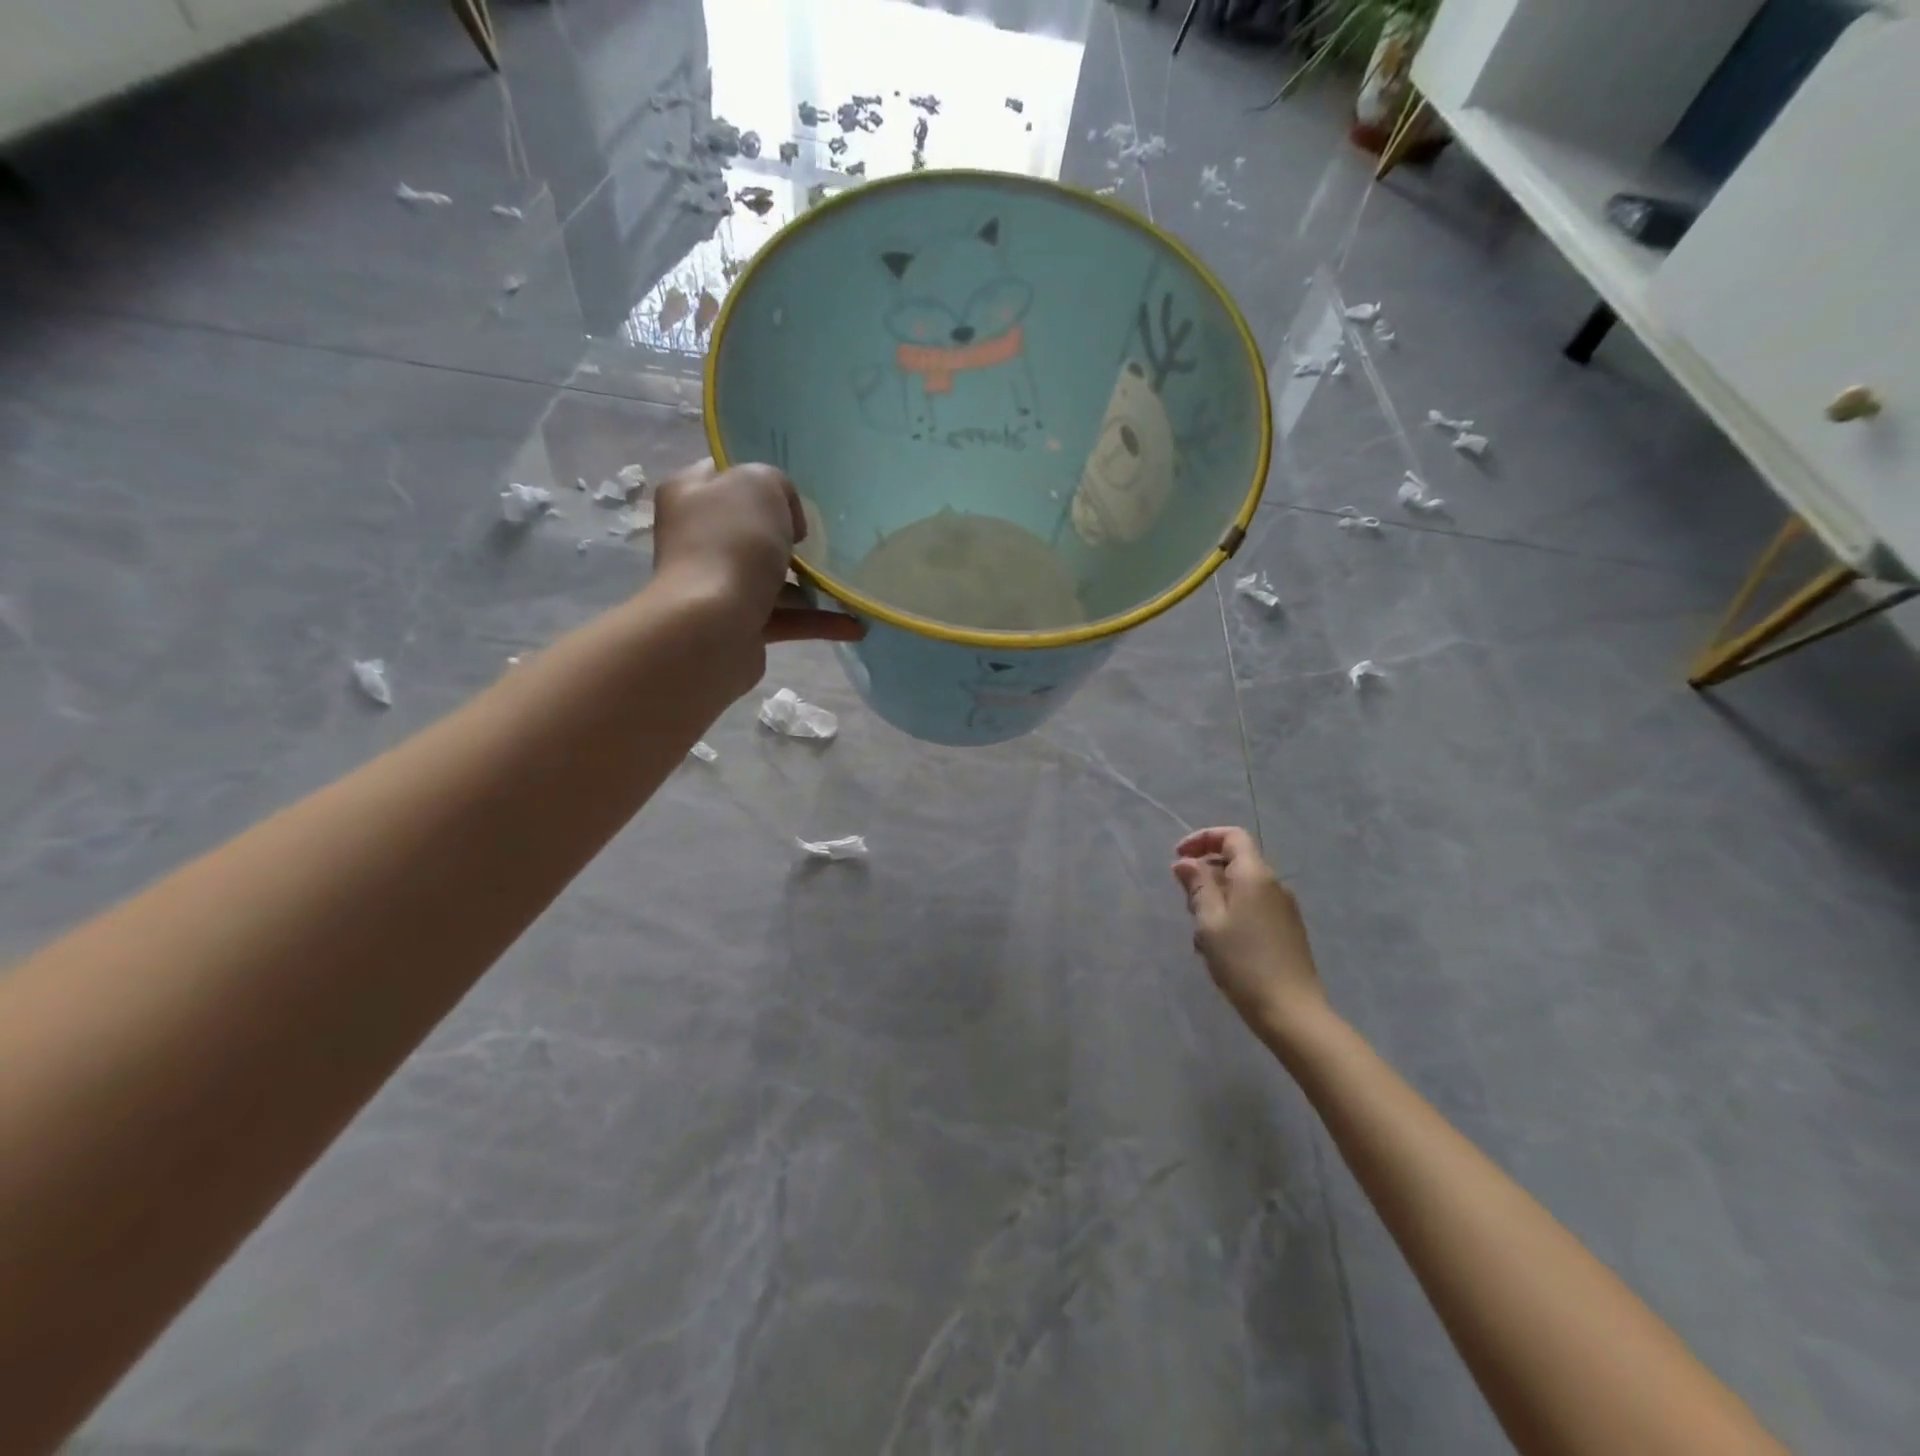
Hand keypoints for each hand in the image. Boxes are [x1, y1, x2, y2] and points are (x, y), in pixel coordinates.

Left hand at [652, 459, 864, 646]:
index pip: (726, 475)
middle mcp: (698, 538)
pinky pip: (785, 619)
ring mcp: (716, 585)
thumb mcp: (761, 485)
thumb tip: (787, 524)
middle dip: (790, 537)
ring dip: (812, 585)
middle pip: (751, 530)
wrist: (711, 626)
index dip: (761, 480)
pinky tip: (854, 626)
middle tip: (826, 539)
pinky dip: (818, 621)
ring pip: (771, 579)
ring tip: (851, 586)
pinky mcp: (737, 625)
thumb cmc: (732, 543)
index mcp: (691, 494)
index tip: (796, 496)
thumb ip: (778, 486)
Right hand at [1171, 827, 1324, 1035]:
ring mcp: (1284, 908)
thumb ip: (1197, 886)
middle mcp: (1274, 884)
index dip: (1203, 839)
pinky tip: (1220, 946)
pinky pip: (1253, 907)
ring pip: (1242, 887)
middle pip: (1236, 861)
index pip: (1232, 836)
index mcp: (1254, 875)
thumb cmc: (1243, 962)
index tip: (1178, 857)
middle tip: (1185, 902)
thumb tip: (1185, 862)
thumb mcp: (1209, 921)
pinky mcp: (1287, 930)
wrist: (1291, 1011)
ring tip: (1201, 932)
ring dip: (1216, 898)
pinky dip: (1232, 914)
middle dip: (1205, 873)